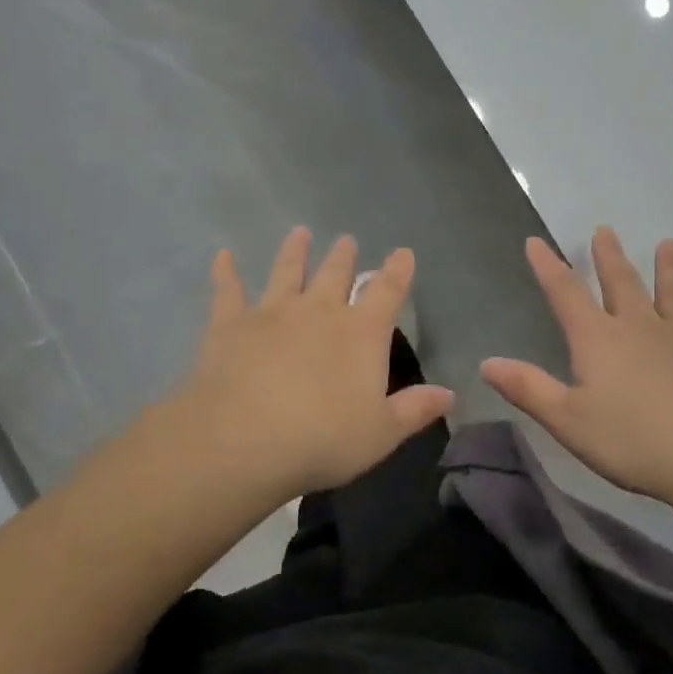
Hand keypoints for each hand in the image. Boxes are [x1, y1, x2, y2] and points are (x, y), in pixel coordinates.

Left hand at [175, 227, 453, 501]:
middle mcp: (319, 311)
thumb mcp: (381, 433)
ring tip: (300, 233)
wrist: (244, 440)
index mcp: (360, 334)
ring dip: (295, 252)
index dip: (398, 271)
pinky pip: (228, 290)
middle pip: (335, 275)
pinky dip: (226, 272)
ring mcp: (272, 312)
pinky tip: (223, 256)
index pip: (387, 293)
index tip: (403, 253)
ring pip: (287, 272)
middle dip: (344, 257)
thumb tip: (449, 394)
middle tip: (347, 240)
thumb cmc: (323, 440)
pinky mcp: (230, 324)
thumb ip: (415, 410)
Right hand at [481, 228, 672, 508]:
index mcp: (599, 340)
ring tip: (669, 244)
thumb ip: (528, 388)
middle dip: (609, 258)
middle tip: (605, 229)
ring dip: (670, 271)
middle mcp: (641, 330)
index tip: (536, 242)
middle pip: (622, 285)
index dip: (548, 268)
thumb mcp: (567, 420)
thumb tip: (487, 362)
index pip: (566, 295)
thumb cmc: (634, 441)